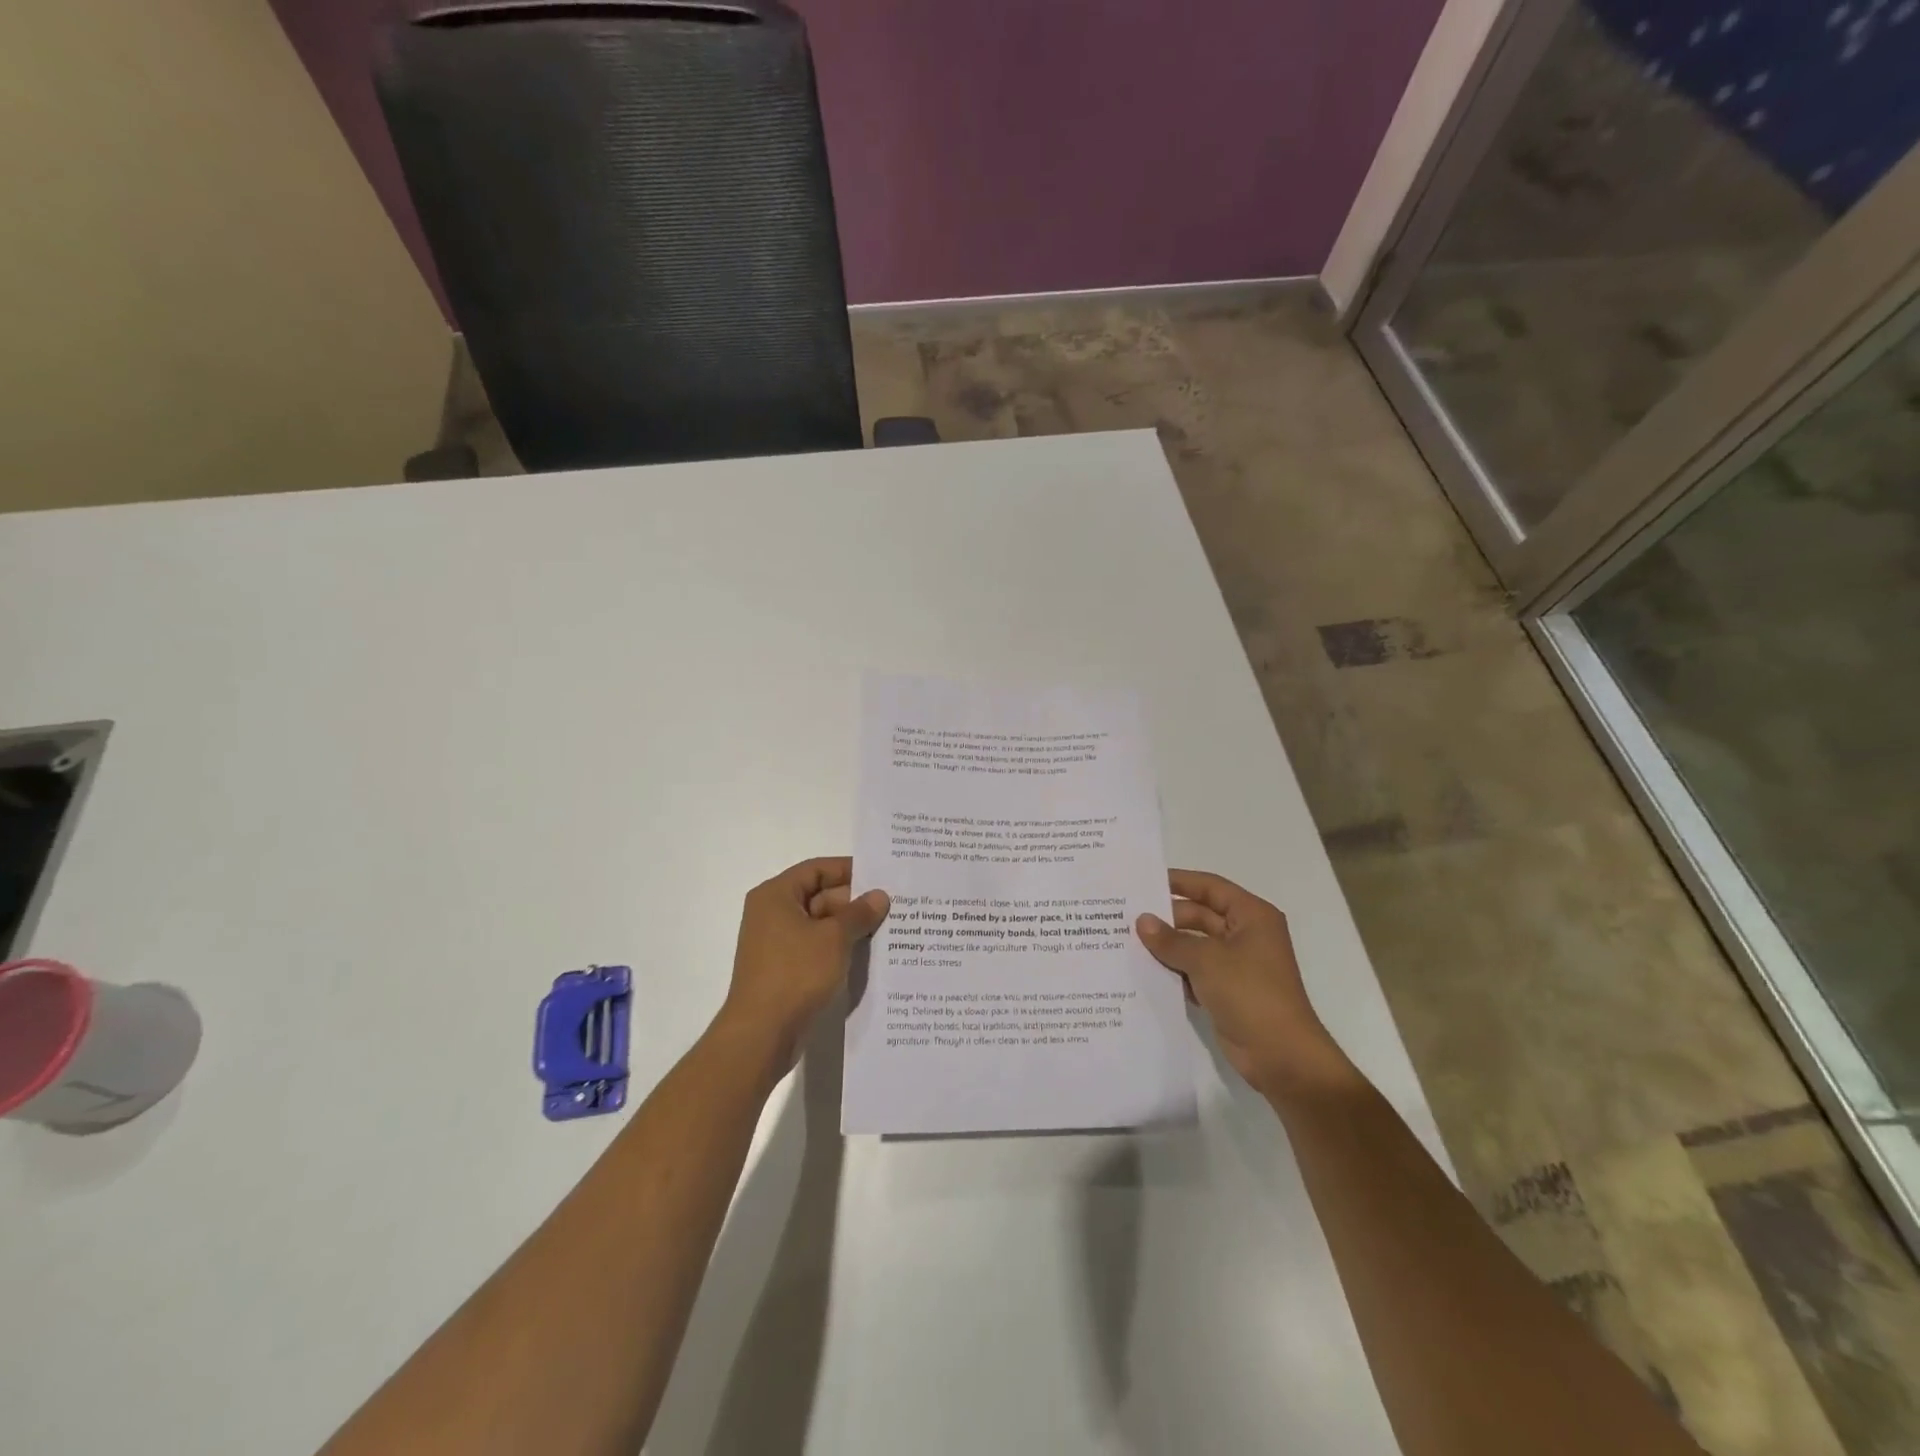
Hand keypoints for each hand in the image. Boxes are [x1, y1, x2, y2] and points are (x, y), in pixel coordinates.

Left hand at [714, 857, 889, 1075]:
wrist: (761, 1034)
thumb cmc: (795, 974)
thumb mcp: (834, 938)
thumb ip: (859, 913)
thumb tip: (880, 896)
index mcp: (776, 895)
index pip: (817, 869)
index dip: (849, 869)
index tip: (881, 876)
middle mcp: (772, 914)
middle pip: (819, 896)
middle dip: (854, 902)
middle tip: (893, 905)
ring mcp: (777, 944)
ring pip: (820, 925)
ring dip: (850, 927)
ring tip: (889, 928)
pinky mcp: (784, 970)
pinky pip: (816, 948)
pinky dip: (839, 948)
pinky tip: (869, 954)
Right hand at [1136, 870, 1355, 1099]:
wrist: (1282, 1057)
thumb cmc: (1250, 994)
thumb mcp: (1206, 960)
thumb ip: (1170, 940)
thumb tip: (1142, 921)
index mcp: (1252, 916)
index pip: (1210, 887)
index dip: (1179, 881)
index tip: (1145, 881)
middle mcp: (1246, 935)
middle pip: (1200, 916)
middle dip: (1167, 919)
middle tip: (1126, 917)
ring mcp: (1237, 965)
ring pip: (1195, 945)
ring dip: (1168, 946)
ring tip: (1127, 942)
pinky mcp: (1228, 991)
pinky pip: (1195, 971)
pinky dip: (1175, 971)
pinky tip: (1144, 972)